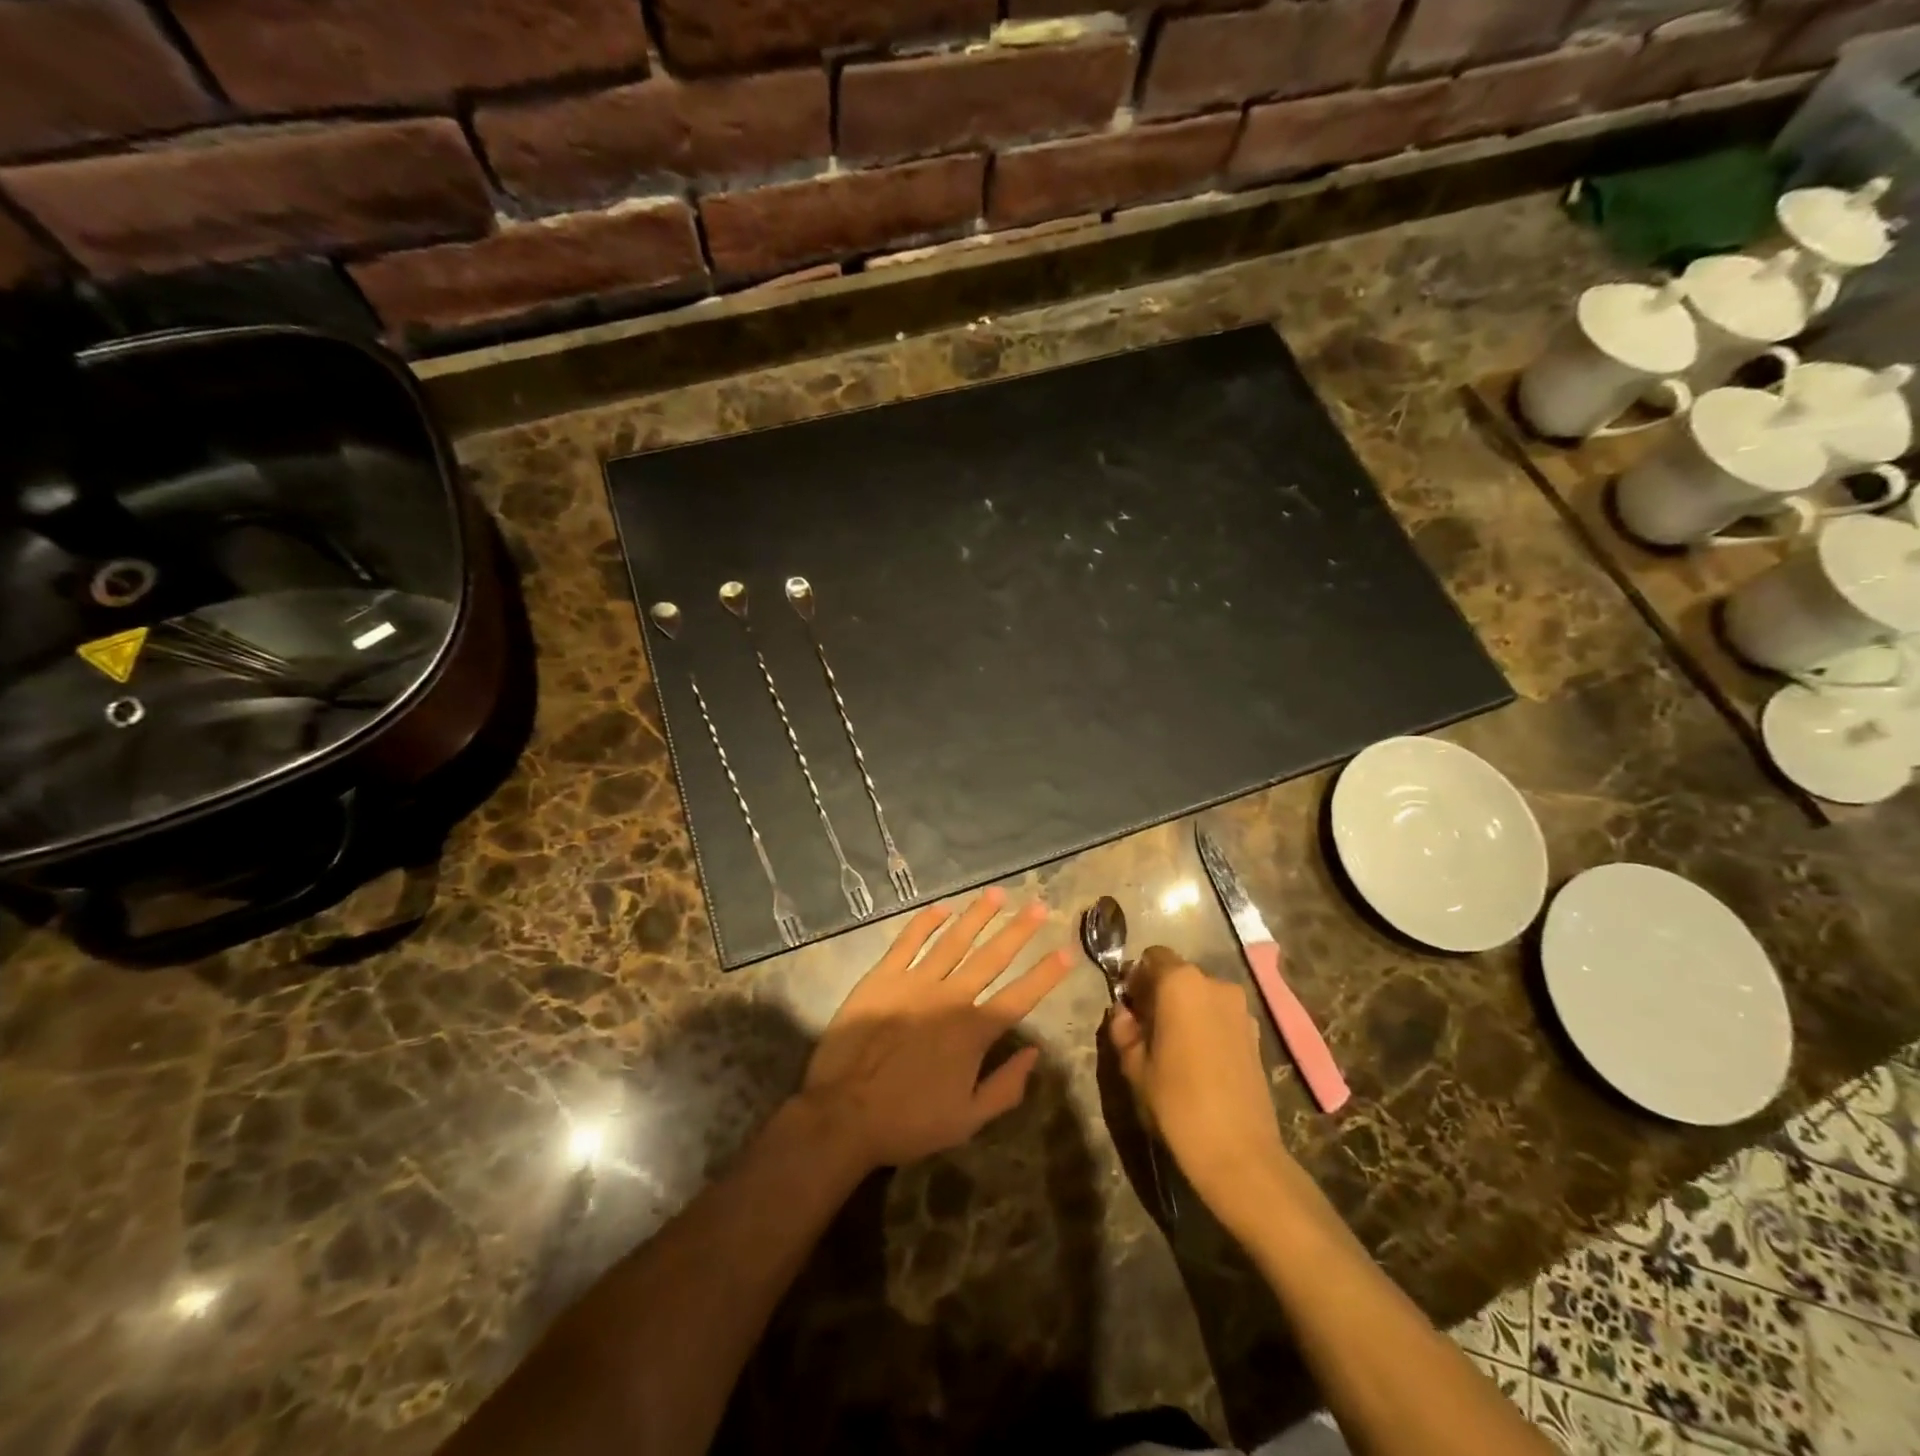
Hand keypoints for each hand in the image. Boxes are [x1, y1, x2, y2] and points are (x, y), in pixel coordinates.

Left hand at [799, 888, 1071, 1173]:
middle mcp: (950, 998)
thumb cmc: (908, 1121)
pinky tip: (942, 907)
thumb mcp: (967, 1120)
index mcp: (973, 1031)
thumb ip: (1006, 1087)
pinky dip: (926, 922)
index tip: (1068, 950)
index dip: (1046, 974)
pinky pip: (908, 941)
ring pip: (954, 940)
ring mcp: (915, 982)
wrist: (843, 1114)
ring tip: (997, 893)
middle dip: (1019, 930)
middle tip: (1039, 905)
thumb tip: (1034, 1053)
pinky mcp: (882, 977)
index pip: (1020, 996)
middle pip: (992, 957)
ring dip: (977, 915)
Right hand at [1108, 946, 1293, 1231]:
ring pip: (1201, 996)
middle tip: (1145, 1030)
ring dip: (1184, 1011)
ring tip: (1172, 1049)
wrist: (1239, 1154)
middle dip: (1159, 994)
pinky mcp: (1256, 1034)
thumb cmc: (1177, 1102)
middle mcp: (1215, 984)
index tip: (1128, 1007)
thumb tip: (1123, 1014)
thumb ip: (1124, 1030)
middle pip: (1178, 975)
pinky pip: (1220, 1016)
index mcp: (1180, 983)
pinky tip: (1197, 1062)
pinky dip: (1206, 1026)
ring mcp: (1240, 1009)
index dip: (1136, 978)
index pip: (1152, 957)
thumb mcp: (1135, 1066)